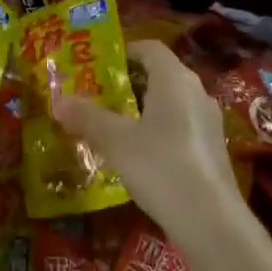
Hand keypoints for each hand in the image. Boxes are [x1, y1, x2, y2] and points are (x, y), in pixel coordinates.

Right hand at [54, 40, 237, 242]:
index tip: (99, 65)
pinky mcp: (213, 149)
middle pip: (161, 73)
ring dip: (145, 107)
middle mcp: (196, 92)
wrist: (212, 222)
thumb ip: (87, 118)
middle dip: (130, 81)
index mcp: (174, 79)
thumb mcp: (116, 141)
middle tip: (99, 94)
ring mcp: (209, 121)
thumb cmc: (161, 166)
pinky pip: (182, 125)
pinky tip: (141, 154)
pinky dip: (160, 129)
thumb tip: (58, 101)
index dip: (125, 51)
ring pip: (172, 102)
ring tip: (115, 124)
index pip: (150, 48)